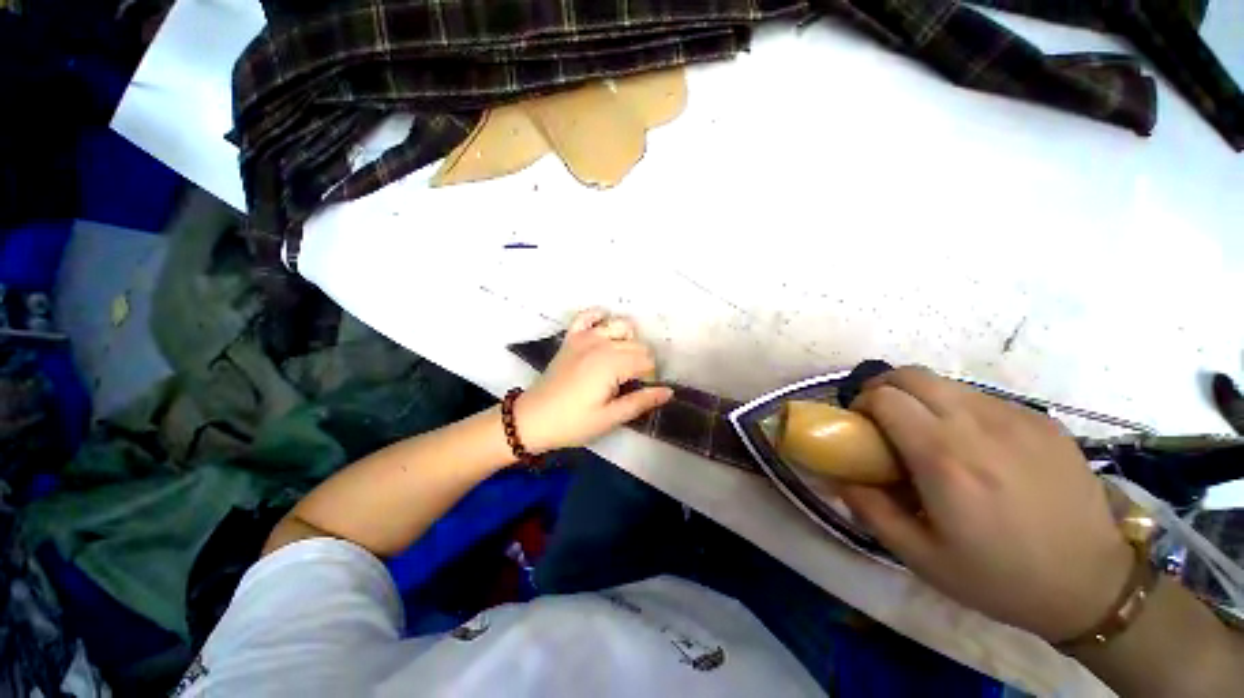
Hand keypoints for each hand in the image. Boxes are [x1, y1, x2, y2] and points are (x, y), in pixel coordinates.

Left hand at [514, 309, 673, 452]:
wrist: (532, 419)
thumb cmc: (573, 423)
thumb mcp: (610, 418)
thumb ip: (640, 402)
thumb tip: (669, 391)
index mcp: (612, 364)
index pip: (647, 362)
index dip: (650, 378)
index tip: (641, 392)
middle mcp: (602, 344)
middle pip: (637, 344)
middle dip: (642, 361)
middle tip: (632, 383)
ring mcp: (585, 337)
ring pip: (620, 326)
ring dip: (628, 339)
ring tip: (623, 360)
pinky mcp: (571, 338)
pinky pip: (587, 316)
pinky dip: (599, 316)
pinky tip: (604, 327)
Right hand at [839, 367, 1132, 642]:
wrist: (1092, 584)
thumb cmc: (999, 576)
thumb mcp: (921, 557)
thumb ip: (870, 509)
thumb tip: (839, 477)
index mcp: (944, 459)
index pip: (886, 397)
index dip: (863, 403)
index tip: (861, 424)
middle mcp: (978, 426)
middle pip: (912, 375)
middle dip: (885, 387)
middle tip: (884, 417)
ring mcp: (1017, 419)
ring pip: (947, 383)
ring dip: (922, 398)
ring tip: (928, 432)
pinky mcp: (1043, 421)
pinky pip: (984, 398)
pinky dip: (960, 408)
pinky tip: (974, 444)